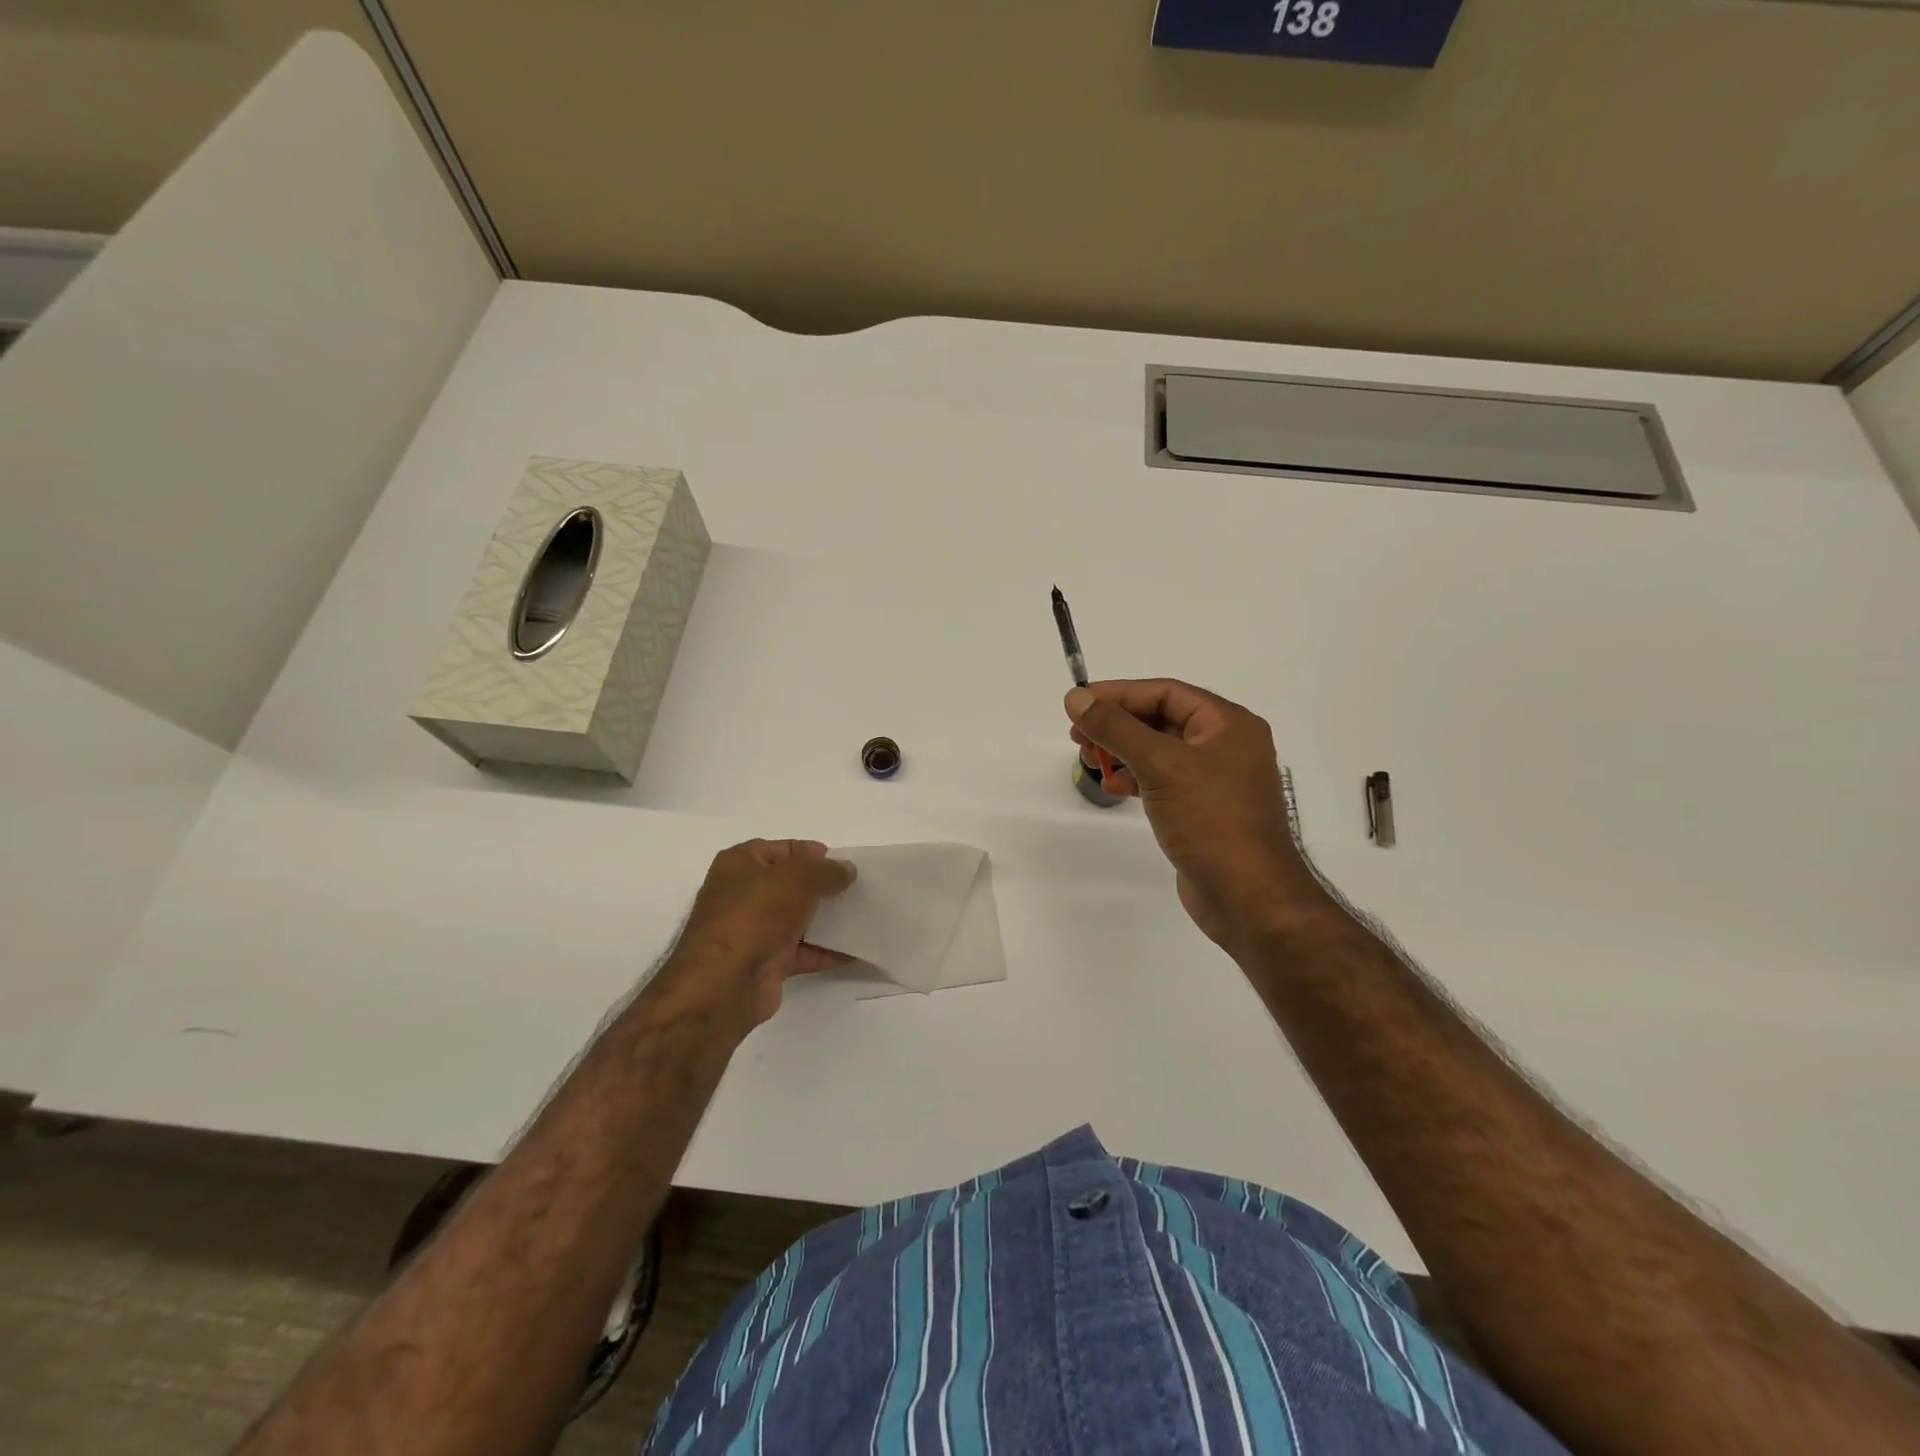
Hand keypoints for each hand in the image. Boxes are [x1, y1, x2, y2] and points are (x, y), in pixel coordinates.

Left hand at [657, 839, 855, 1032]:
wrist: (725, 982)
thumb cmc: (755, 914)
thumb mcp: (798, 878)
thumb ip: (827, 870)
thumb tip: (847, 870)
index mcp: (739, 864)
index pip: (781, 849)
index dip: (810, 853)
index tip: (841, 863)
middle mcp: (742, 894)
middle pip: (789, 884)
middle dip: (821, 887)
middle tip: (855, 889)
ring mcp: (753, 930)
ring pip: (797, 919)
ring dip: (827, 919)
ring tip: (862, 916)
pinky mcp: (765, 962)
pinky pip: (802, 952)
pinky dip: (826, 951)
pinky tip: (855, 950)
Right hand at [1066, 680, 1322, 947]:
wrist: (1247, 896)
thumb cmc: (1210, 820)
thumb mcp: (1161, 765)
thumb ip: (1116, 728)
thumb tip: (1075, 698)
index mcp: (1228, 724)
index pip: (1166, 692)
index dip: (1119, 694)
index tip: (1078, 703)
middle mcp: (1226, 745)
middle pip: (1161, 719)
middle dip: (1117, 725)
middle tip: (1077, 736)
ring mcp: (1216, 780)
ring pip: (1159, 751)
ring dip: (1122, 751)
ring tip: (1089, 761)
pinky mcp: (1203, 810)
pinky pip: (1164, 780)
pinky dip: (1136, 778)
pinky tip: (1113, 787)